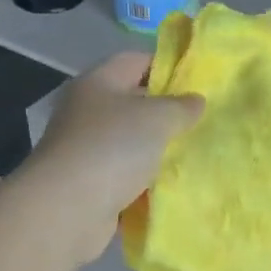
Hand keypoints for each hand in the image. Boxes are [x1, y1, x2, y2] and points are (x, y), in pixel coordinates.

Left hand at [26, 53, 203, 262]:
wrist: (67, 210)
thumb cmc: (112, 148)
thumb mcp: (158, 118)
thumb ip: (181, 107)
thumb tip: (195, 101)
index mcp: (98, 82)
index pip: (135, 61)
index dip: (167, 66)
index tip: (198, 82)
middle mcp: (87, 111)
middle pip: (133, 102)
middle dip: (167, 111)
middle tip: (202, 121)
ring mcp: (86, 149)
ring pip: (131, 142)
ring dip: (158, 149)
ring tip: (194, 153)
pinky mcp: (90, 184)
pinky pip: (126, 175)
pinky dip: (146, 180)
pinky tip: (173, 184)